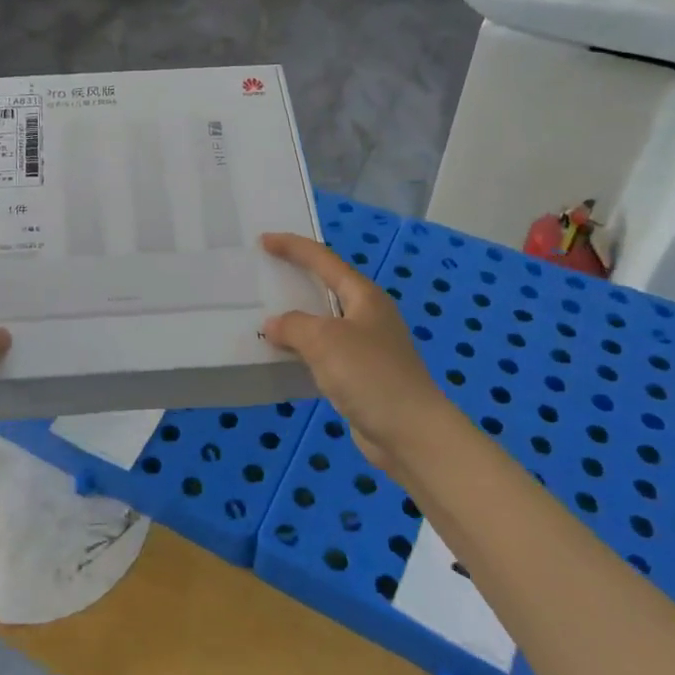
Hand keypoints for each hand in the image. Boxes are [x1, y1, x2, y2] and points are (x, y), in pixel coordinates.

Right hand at [260, 233, 447, 474]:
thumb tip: (275, 324)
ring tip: (264, 315)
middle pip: (326, 288)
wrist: (410, 433)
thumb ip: (294, 325)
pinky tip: (282, 357)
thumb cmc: (370, 375)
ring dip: (296, 319)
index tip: (263, 240)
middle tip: (263, 274)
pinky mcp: (361, 376)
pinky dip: (302, 350)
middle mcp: (367, 315)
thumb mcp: (325, 341)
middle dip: (296, 279)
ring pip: (323, 323)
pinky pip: (324, 353)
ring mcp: (366, 347)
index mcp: (364, 296)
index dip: (293, 247)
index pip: (324, 260)